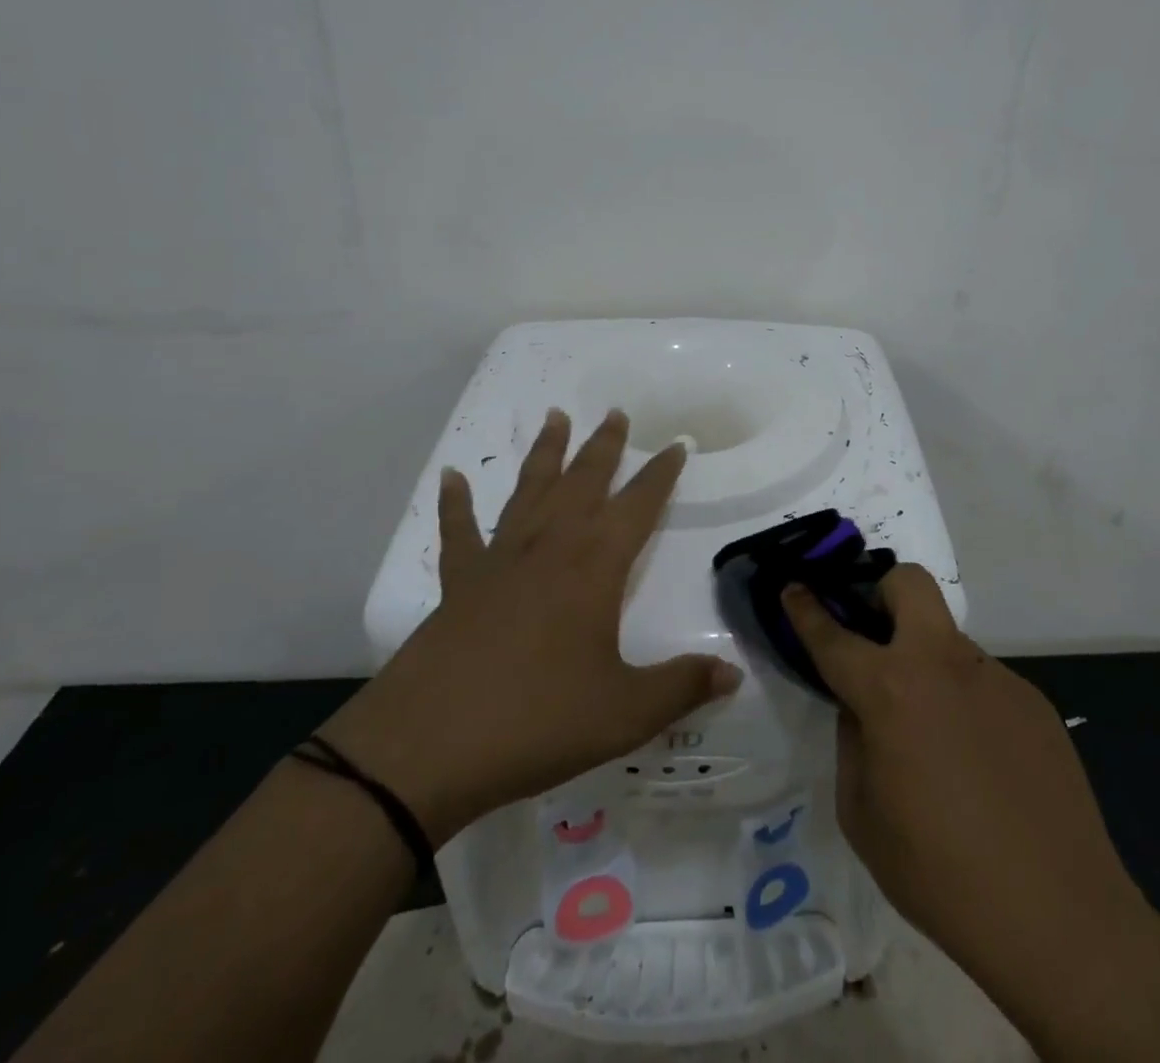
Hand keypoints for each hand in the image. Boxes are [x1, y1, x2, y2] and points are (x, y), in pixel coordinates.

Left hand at [324, 408, 741, 843]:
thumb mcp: (624, 713)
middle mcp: (550, 547)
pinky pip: (458, 531)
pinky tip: (451, 477)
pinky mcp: (458, 583)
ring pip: (529, 490)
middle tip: (616, 413)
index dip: (661, 474)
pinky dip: (455, 502)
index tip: (677, 444)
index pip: (639, 505)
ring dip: (545, 453)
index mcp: (595, 566)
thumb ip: (681, 687)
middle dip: (605, 446)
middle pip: (583, 481)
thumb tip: (733, 676)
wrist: (426, 747)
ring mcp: (499, 560)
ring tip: (555, 416)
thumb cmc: (537, 721)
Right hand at [781, 567, 1141, 971]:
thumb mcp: (862, 816)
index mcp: (891, 690)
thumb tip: (863, 709)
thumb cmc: (939, 874)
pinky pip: (983, 683)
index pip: (834, 635)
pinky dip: (965, 703)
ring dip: (926, 664)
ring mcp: (996, 677)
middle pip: (909, 583)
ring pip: (947, 640)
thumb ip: (853, 742)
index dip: (806, 608)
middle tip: (873, 637)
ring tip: (935, 736)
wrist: (1059, 917)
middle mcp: (944, 664)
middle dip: (880, 591)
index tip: (793, 587)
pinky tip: (979, 763)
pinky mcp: (1034, 701)